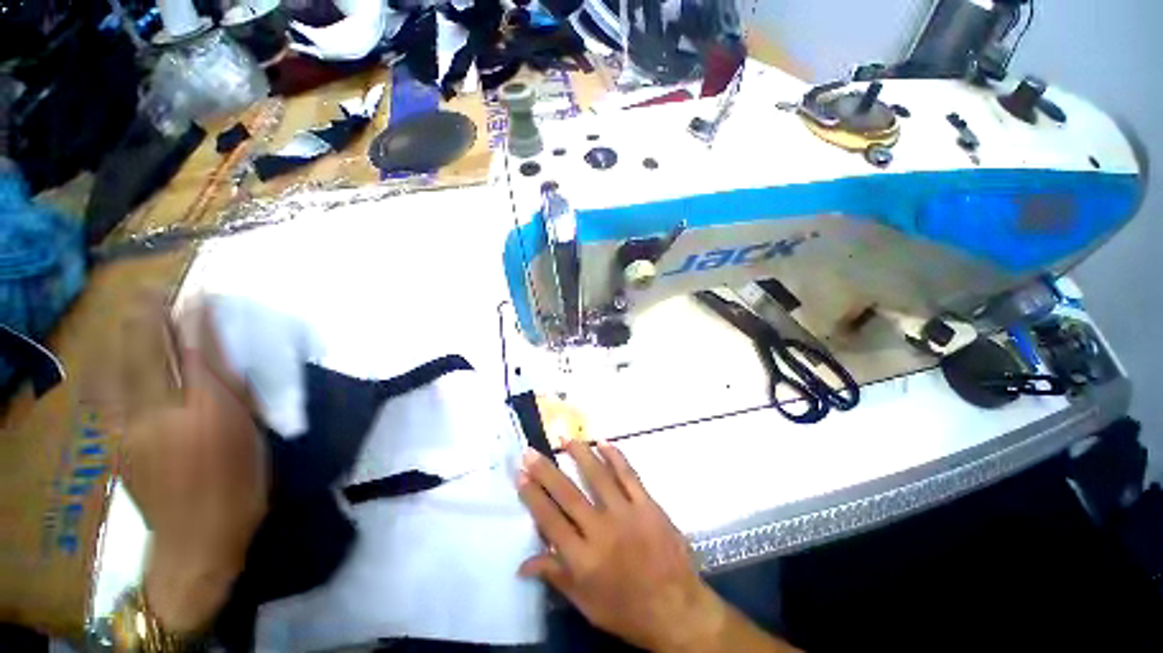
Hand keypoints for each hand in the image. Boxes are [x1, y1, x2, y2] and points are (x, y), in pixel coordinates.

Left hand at [118, 302, 269, 632]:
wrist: (198, 538)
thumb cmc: (241, 486)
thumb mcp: (251, 440)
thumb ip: (235, 399)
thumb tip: (222, 364)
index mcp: (212, 415)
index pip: (201, 355)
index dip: (198, 322)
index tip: (200, 298)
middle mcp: (166, 414)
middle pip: (152, 354)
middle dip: (152, 317)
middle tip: (154, 290)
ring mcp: (132, 428)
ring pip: (121, 368)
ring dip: (126, 335)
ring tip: (131, 310)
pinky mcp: (115, 442)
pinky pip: (107, 393)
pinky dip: (108, 366)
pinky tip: (109, 353)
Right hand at [517, 441, 725, 651]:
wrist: (678, 611)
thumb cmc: (628, 612)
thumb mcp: (586, 605)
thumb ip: (556, 577)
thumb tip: (523, 563)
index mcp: (584, 560)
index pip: (550, 521)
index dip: (533, 496)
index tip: (521, 475)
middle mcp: (602, 531)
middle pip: (568, 494)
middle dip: (546, 471)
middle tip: (531, 452)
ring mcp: (627, 514)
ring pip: (598, 476)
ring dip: (580, 454)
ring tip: (565, 438)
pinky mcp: (648, 505)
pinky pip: (629, 475)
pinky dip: (615, 456)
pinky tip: (604, 442)